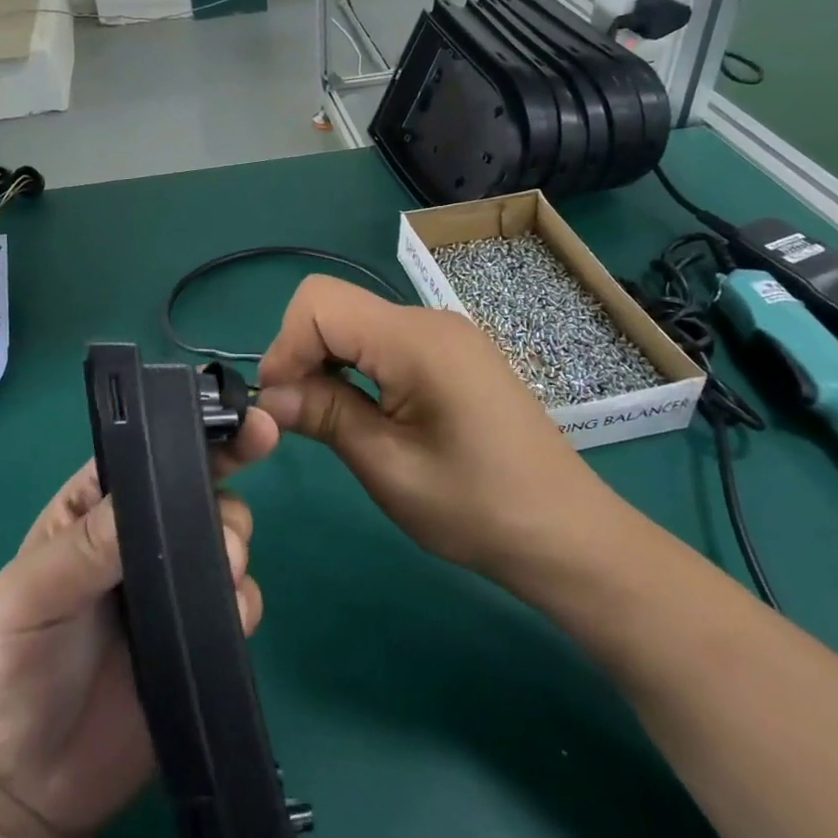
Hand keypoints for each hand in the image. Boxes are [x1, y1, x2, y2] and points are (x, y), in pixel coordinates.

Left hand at [0, 421, 275, 837]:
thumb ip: (86, 545)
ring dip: (236, 543)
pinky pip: (238, 602)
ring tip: (224, 571)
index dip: (189, 435)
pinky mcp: (198, 639)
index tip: (241, 423)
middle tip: (229, 524)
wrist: (22, 794)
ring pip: (225, 538)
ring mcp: (172, 589)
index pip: (146, 456)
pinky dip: (244, 600)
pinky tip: (229, 617)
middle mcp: (139, 539)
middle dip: (224, 488)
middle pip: (197, 489)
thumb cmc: (7, 672)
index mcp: (94, 510)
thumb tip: (155, 495)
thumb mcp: (28, 596)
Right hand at [256, 275, 635, 596]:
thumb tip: (269, 394)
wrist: (567, 534)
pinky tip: (366, 411)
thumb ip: (325, 415)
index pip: (318, 303)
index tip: (280, 404)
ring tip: (329, 419)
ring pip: (357, 321)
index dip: (285, 347)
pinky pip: (384, 339)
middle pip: (335, 306)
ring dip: (328, 362)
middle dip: (302, 353)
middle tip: (299, 417)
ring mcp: (445, 333)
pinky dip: (357, 366)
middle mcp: (429, 320)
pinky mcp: (453, 353)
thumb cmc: (477, 508)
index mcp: (416, 340)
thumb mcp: (388, 467)